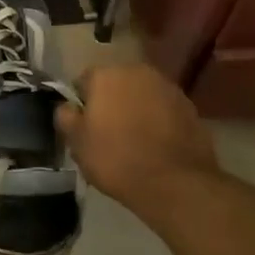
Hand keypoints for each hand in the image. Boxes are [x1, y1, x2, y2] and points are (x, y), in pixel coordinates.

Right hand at [55, 62, 222, 225]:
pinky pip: (163, 109)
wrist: (175, 183)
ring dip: (135, 110)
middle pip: (115, 84)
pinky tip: (156, 145)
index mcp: (105, 75)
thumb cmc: (117, 159)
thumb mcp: (77, 143)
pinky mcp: (189, 106)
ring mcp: (167, 87)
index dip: (81, 104)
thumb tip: (68, 106)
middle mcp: (137, 71)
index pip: (83, 82)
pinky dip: (158, 120)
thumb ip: (65, 117)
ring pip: (141, 95)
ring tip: (134, 141)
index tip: (84, 127)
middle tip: (107, 134)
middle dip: (110, 103)